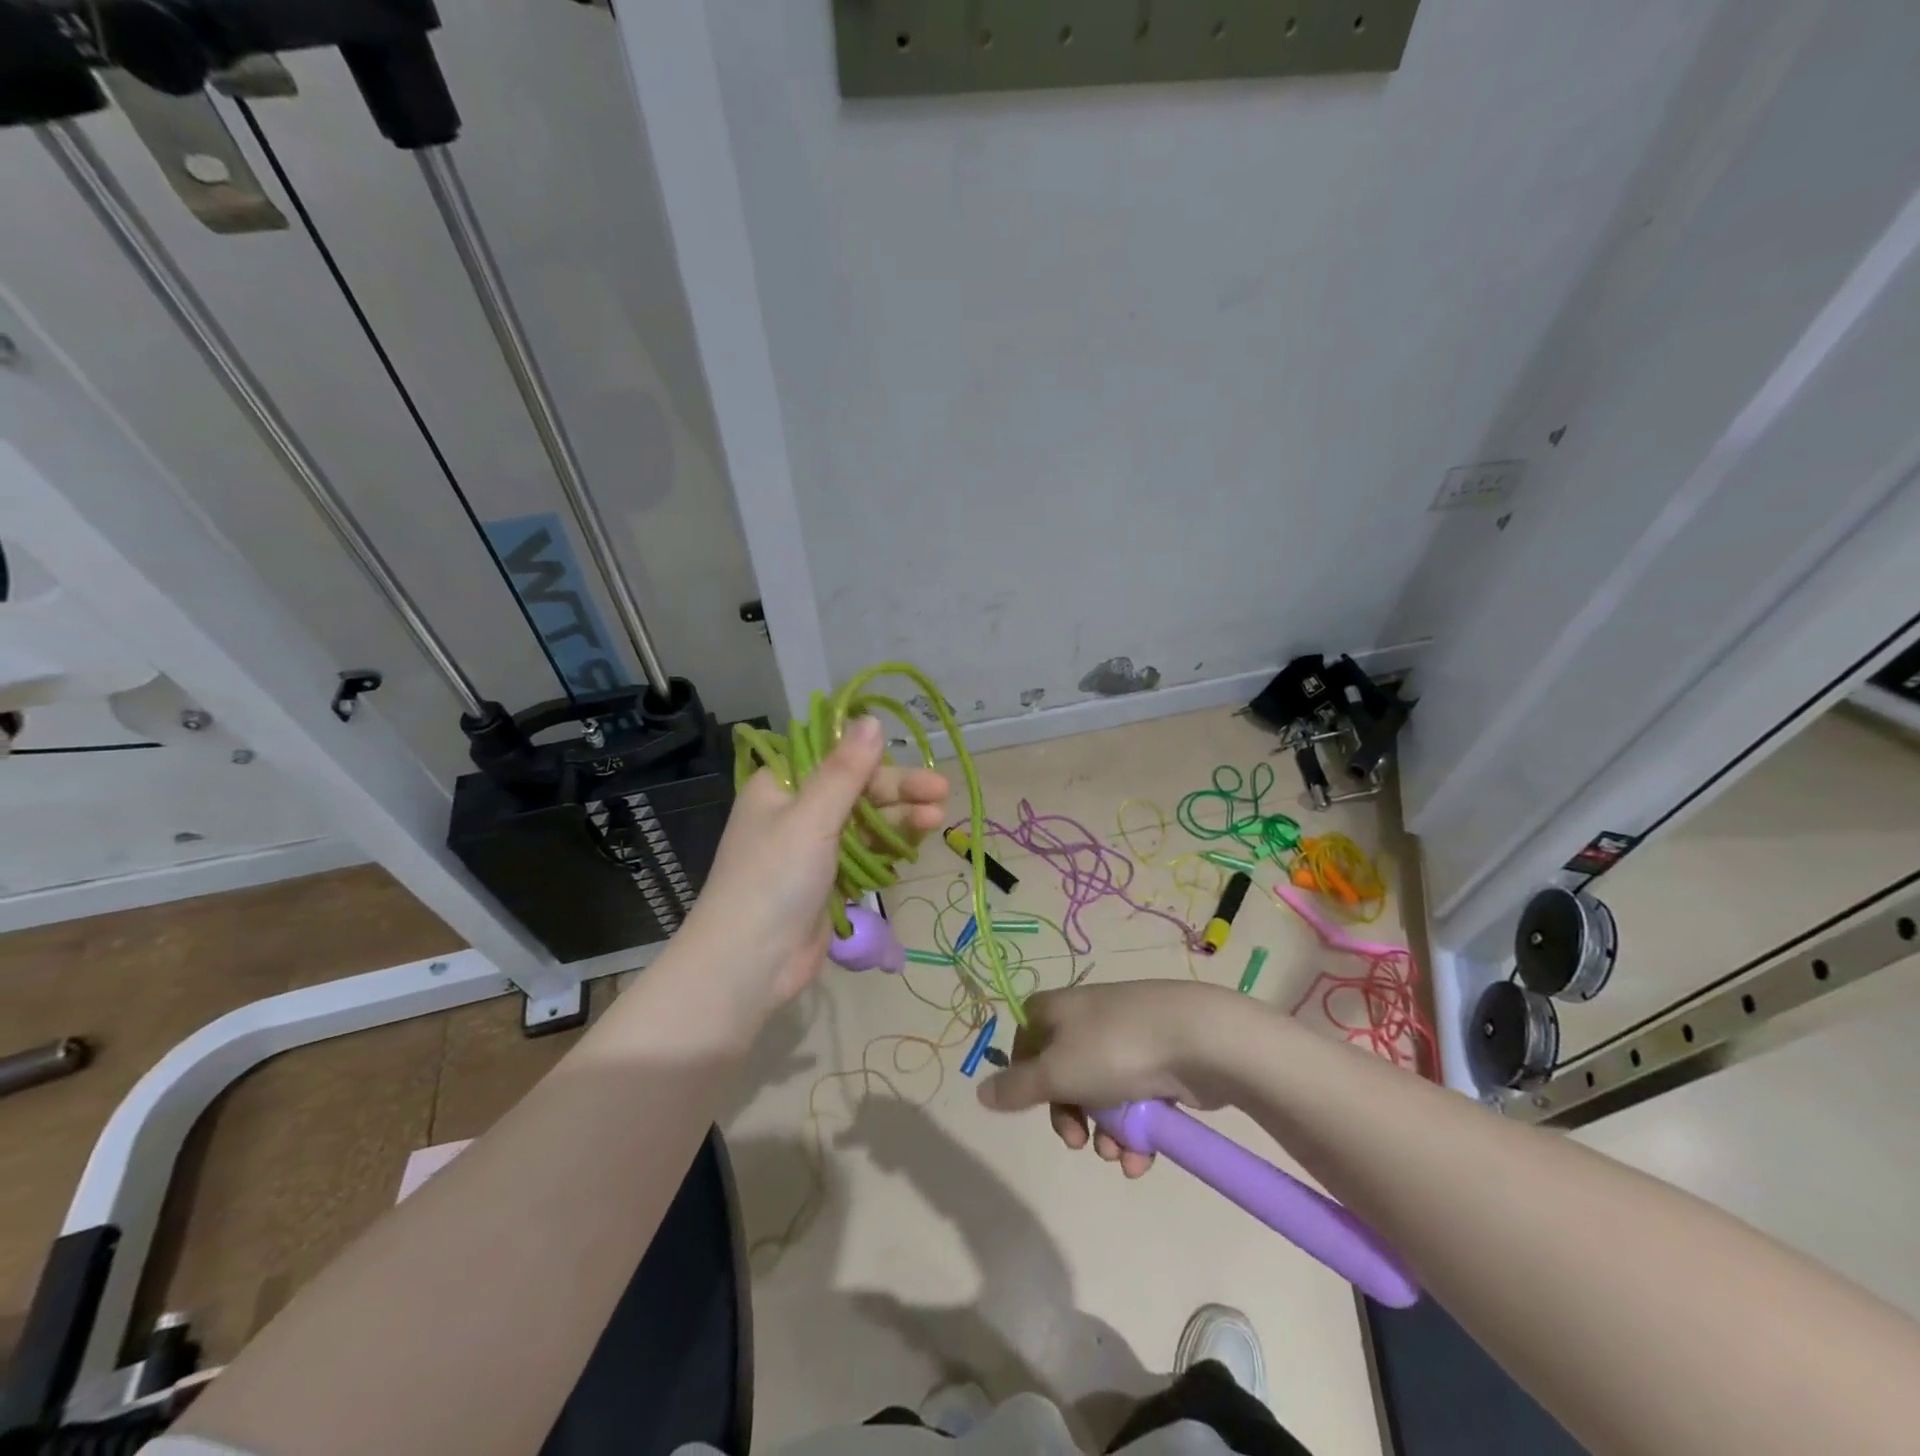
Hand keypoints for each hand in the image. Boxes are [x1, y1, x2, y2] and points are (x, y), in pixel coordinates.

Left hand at [680, 715, 947, 1013]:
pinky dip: (890, 846)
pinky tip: (918, 841)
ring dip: (900, 818)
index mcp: (781, 786)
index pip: (834, 758)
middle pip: (856, 790)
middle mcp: (796, 812)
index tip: (910, 756)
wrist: (750, 964)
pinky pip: (865, 853)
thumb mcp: (811, 818)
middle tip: (940, 792)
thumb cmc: (774, 879)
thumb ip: (845, 770)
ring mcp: (813, 848)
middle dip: (897, 791)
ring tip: (937, 818)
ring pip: (865, 822)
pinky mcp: (829, 880)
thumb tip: (871, 719)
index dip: (873, 756)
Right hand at [976, 981, 1246, 1177]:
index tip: (1032, 1102)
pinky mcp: (1157, 1063)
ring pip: (1100, 1095)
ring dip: (1106, 1134)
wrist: (1196, 1038)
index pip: (1025, 1037)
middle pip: (1062, 1074)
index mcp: (1057, 1010)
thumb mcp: (1056, 1072)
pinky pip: (1133, 1101)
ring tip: (1121, 1155)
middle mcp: (1087, 1020)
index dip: (1024, 1073)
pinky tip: (1141, 1158)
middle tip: (1077, 1141)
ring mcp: (1125, 1040)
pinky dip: (1134, 1132)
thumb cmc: (1113, 1050)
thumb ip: (1016, 1088)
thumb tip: (980, 1094)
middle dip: (1070, 1117)